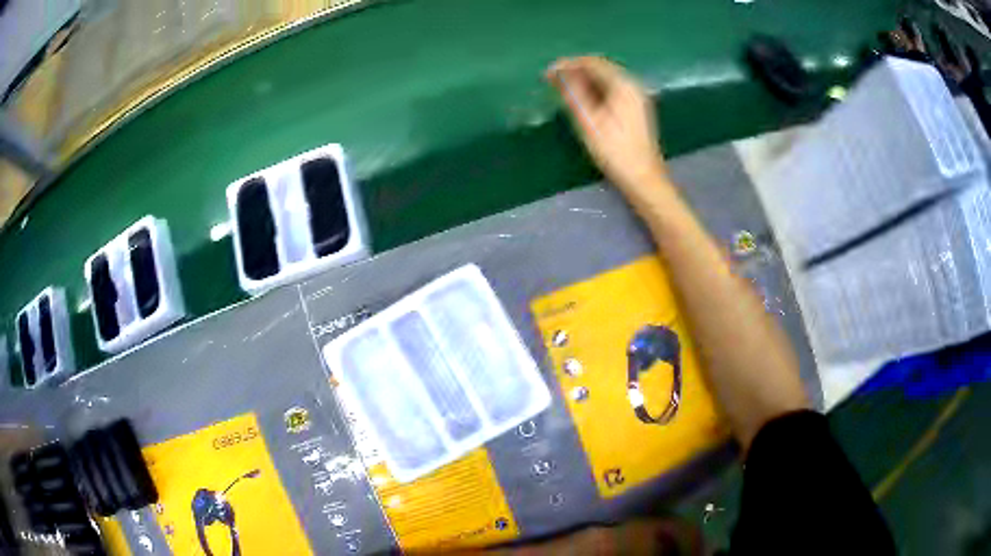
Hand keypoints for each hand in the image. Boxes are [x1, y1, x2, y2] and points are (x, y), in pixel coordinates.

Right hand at [547, 56, 668, 192]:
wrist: (644, 179)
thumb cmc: (615, 151)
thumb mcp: (589, 121)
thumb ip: (573, 93)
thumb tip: (557, 72)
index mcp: (624, 84)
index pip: (592, 63)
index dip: (567, 64)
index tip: (547, 74)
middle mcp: (633, 85)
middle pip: (600, 68)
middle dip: (575, 71)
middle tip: (551, 81)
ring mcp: (636, 97)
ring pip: (605, 79)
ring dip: (583, 80)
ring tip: (562, 90)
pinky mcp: (636, 108)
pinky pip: (611, 89)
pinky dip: (594, 90)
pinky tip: (582, 100)